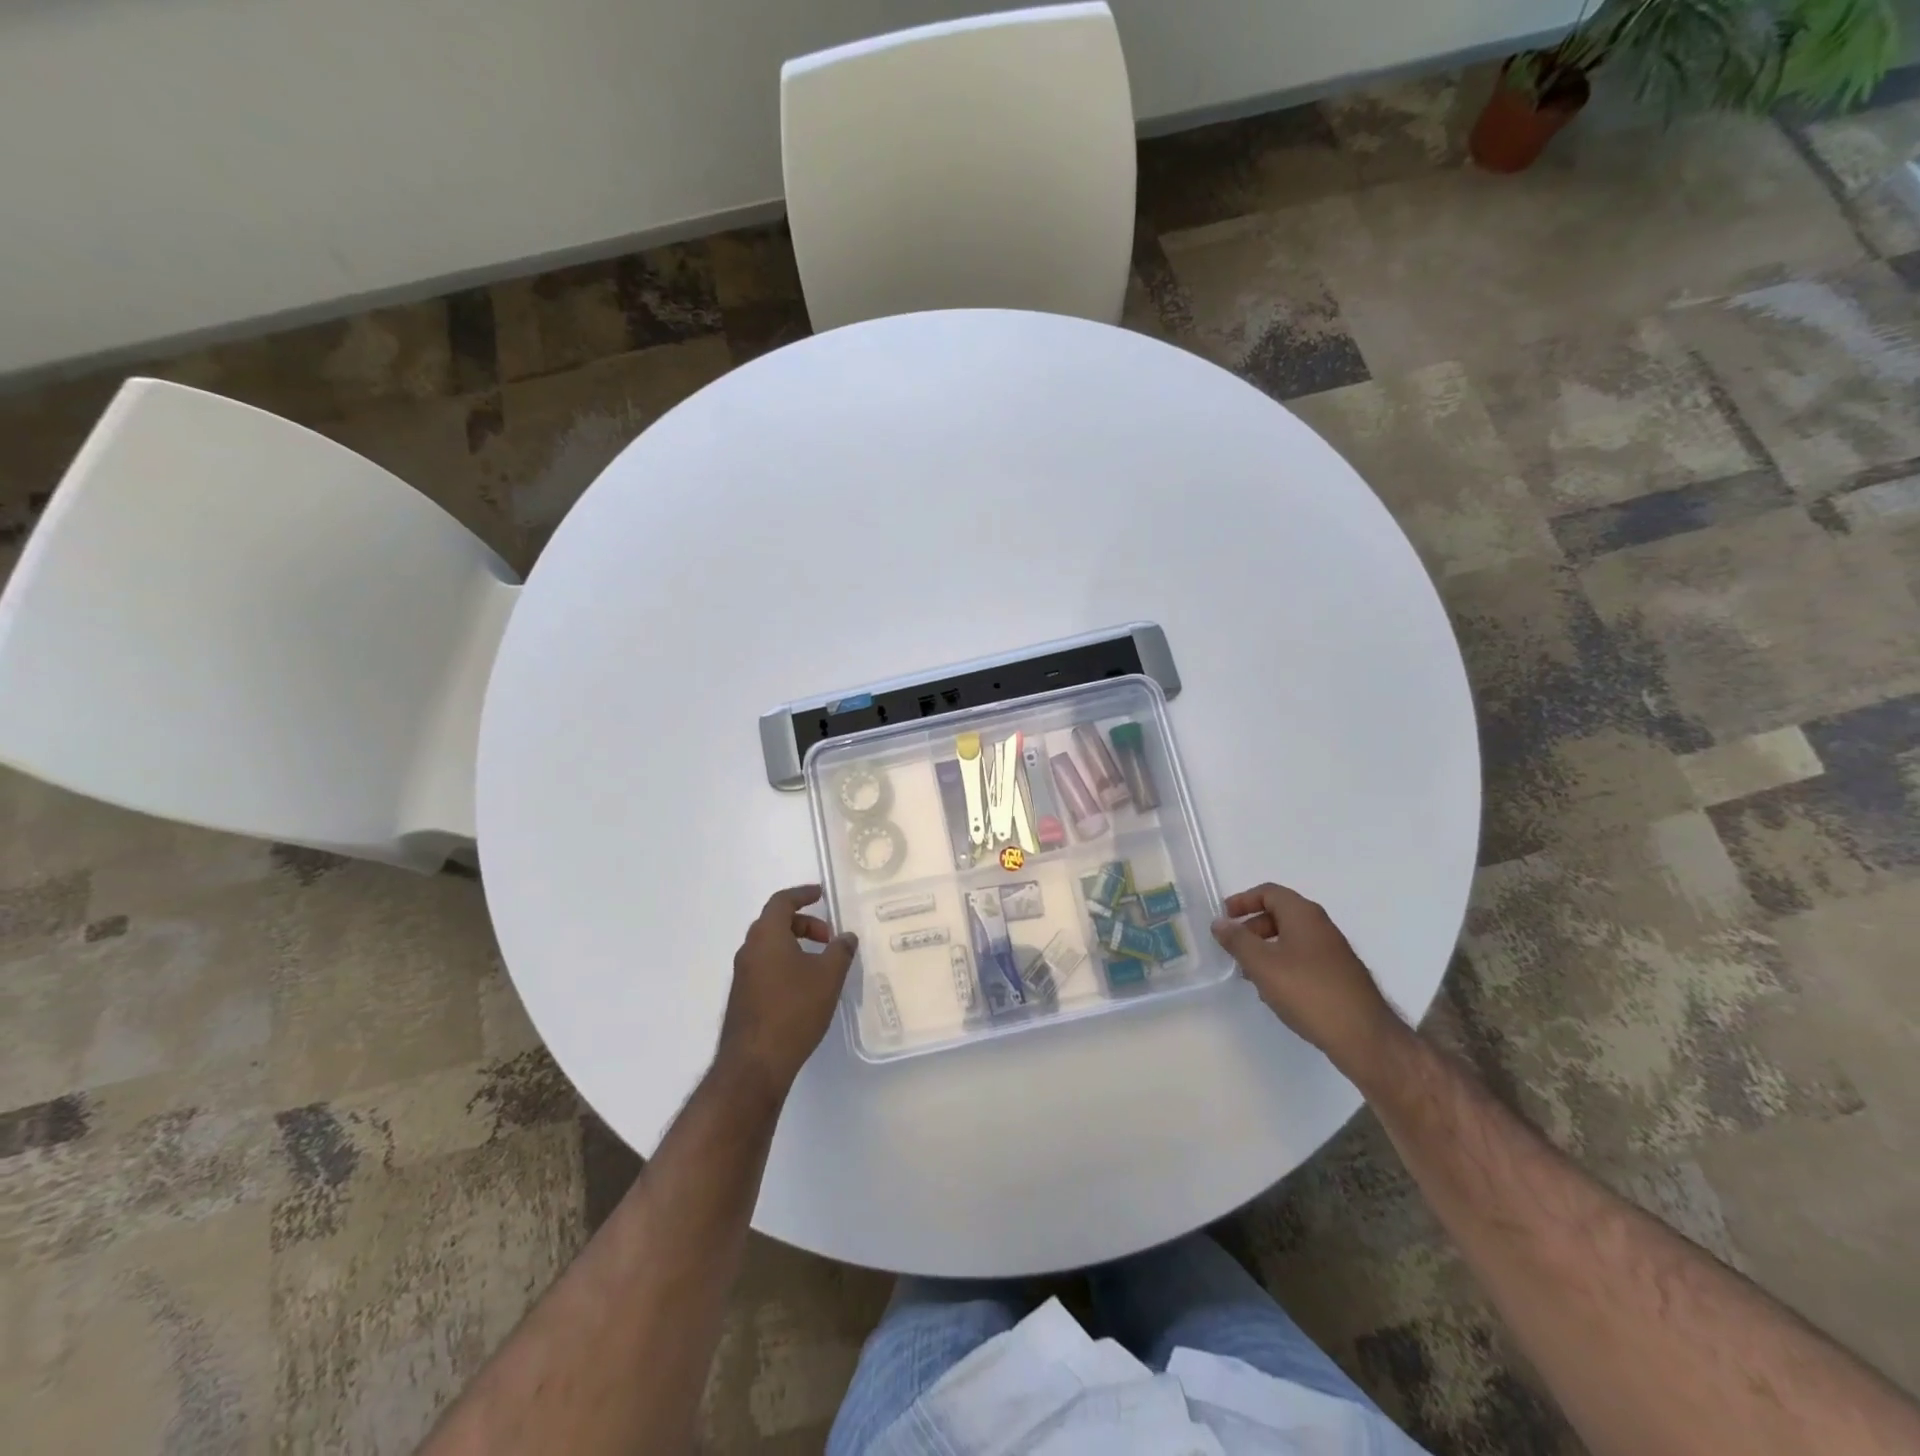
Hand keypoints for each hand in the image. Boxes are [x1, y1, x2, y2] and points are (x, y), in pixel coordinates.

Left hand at [717, 885, 858, 1098]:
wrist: (754, 1063)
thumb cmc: (794, 1010)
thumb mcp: (828, 976)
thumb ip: (840, 951)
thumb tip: (846, 937)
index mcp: (767, 936)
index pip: (782, 901)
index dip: (802, 894)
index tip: (820, 894)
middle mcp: (749, 950)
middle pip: (774, 922)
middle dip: (803, 923)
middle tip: (828, 937)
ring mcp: (742, 975)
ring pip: (769, 946)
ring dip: (794, 945)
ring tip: (820, 963)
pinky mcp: (742, 998)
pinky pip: (765, 967)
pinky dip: (785, 963)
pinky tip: (804, 987)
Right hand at [1211, 883, 1405, 1069]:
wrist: (1364, 1036)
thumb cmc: (1308, 992)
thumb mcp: (1262, 964)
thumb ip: (1237, 940)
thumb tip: (1220, 923)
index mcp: (1304, 915)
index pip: (1269, 892)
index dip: (1242, 901)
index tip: (1224, 918)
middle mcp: (1321, 926)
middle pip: (1280, 914)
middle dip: (1252, 927)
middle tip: (1233, 948)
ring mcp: (1333, 951)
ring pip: (1291, 938)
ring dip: (1265, 949)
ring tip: (1249, 973)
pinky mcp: (1338, 975)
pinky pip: (1303, 958)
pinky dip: (1282, 965)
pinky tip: (1275, 991)